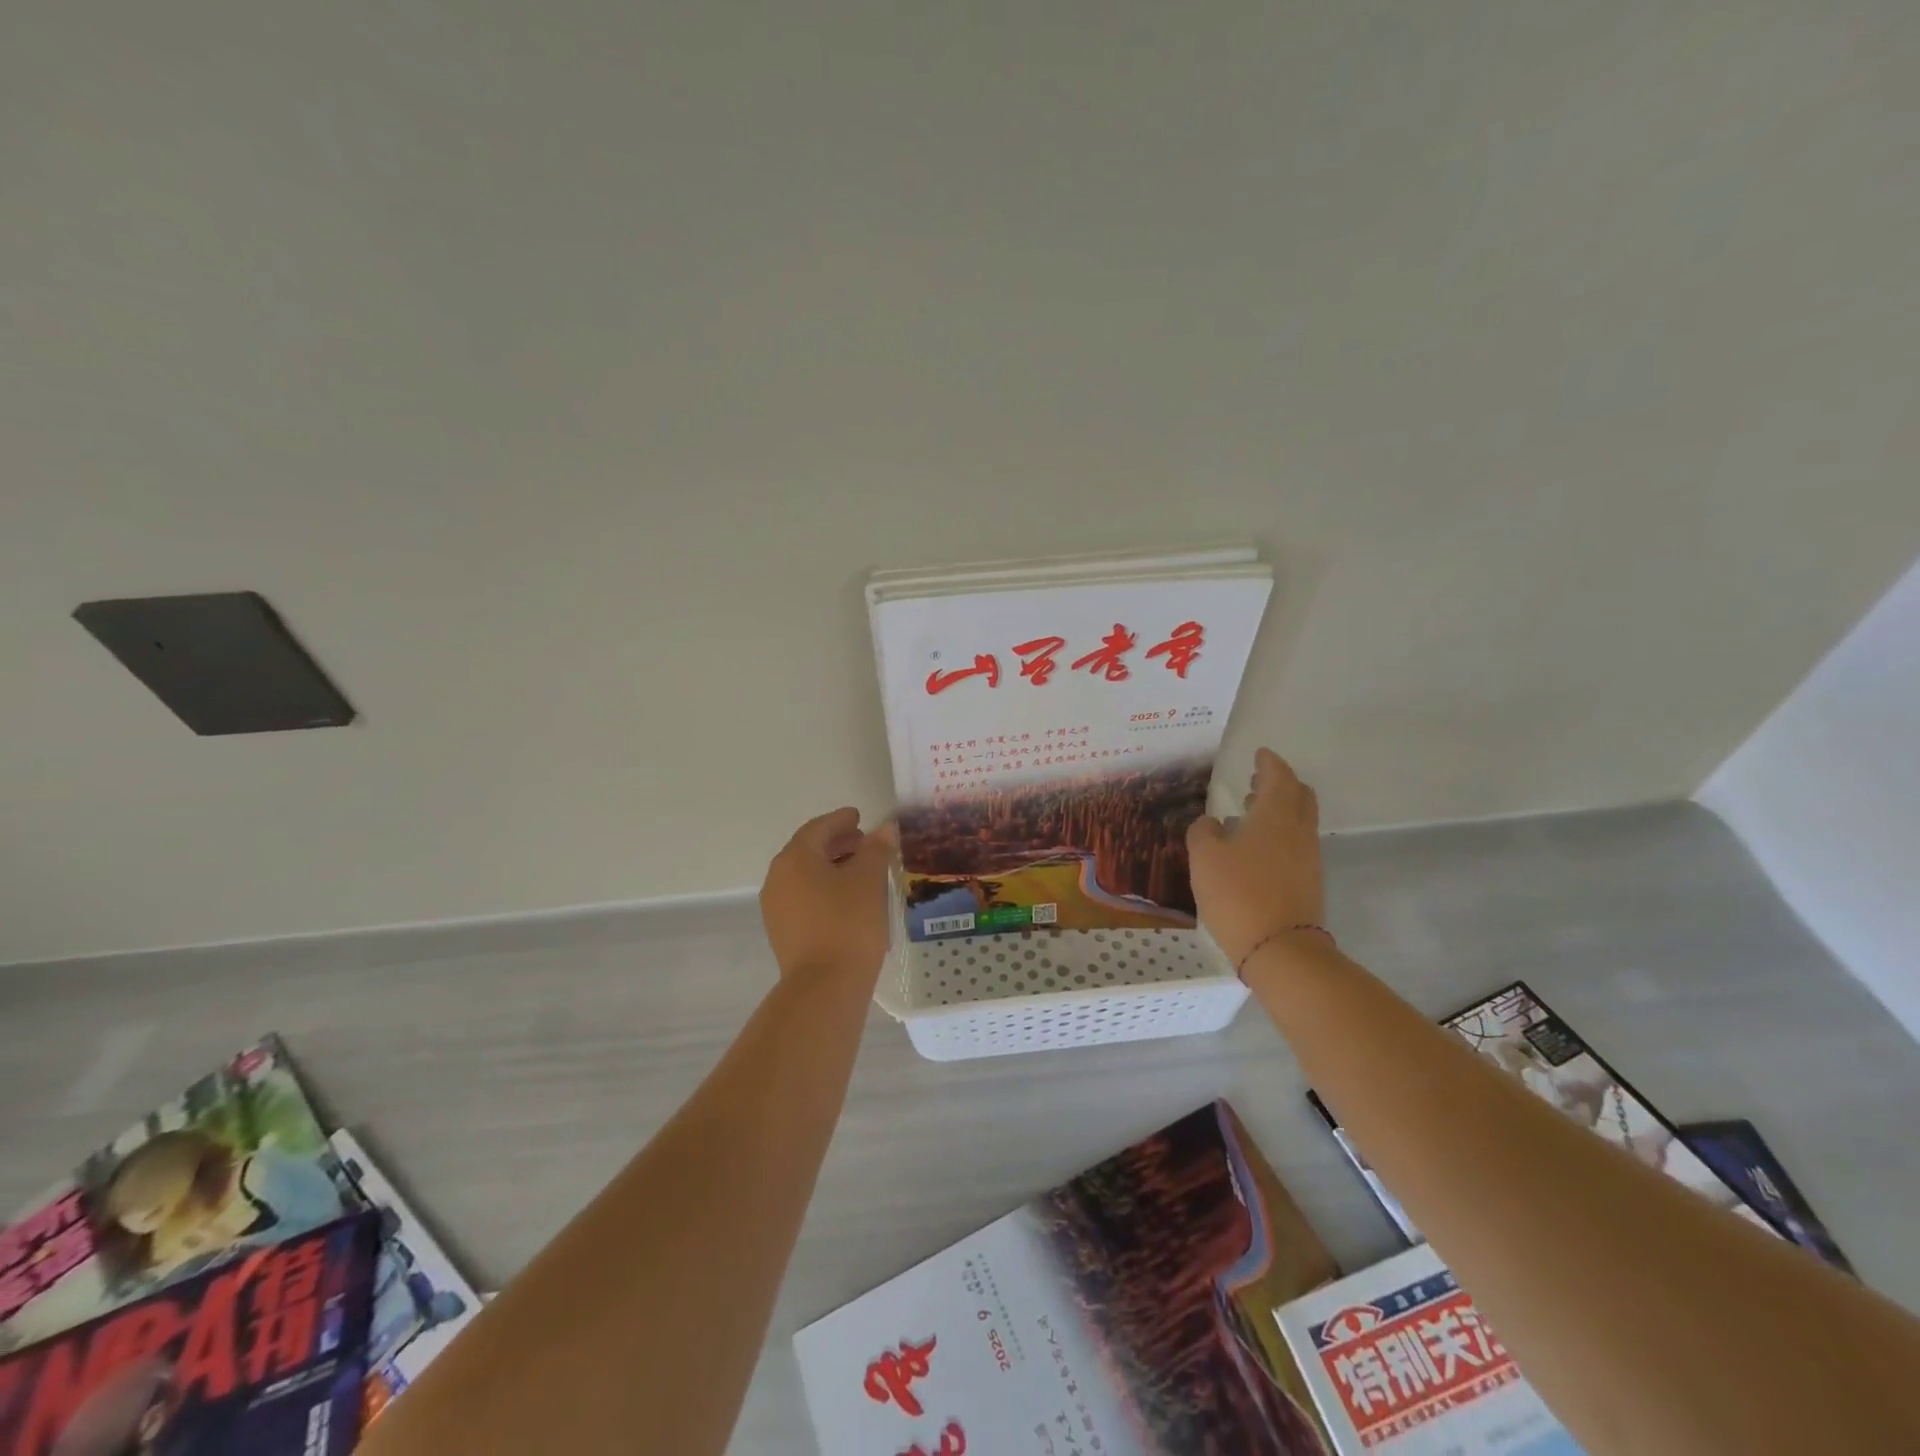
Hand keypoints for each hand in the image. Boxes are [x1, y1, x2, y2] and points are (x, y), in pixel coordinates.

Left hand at [760, 808, 896, 988]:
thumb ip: (876, 849)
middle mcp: (778, 878)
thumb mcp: (868, 879)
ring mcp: (776, 907)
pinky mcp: (783, 932)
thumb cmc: (848, 922)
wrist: (824, 986)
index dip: (840, 820)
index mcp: (794, 858)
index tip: (859, 817)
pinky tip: (848, 899)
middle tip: (864, 842)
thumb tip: (885, 828)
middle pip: (808, 850)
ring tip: (860, 870)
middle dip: (836, 843)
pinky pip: (804, 898)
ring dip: (831, 867)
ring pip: (805, 876)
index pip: (818, 828)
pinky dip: (824, 889)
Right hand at [1186, 748, 1325, 965]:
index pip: (1279, 776)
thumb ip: (1203, 832)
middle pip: (1299, 795)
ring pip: (1299, 820)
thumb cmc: (1238, 894)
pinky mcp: (1308, 882)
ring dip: (1279, 810)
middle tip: (1256, 782)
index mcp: (1275, 814)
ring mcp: (1308, 857)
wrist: (1280, 949)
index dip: (1269, 762)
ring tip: (1250, 813)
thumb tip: (1211, 823)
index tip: (1259, 754)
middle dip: (1280, 783)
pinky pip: (1296, 844)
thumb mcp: (1205, 858)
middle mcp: (1298, 830)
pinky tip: (1255, 848)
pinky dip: (1279, 834)